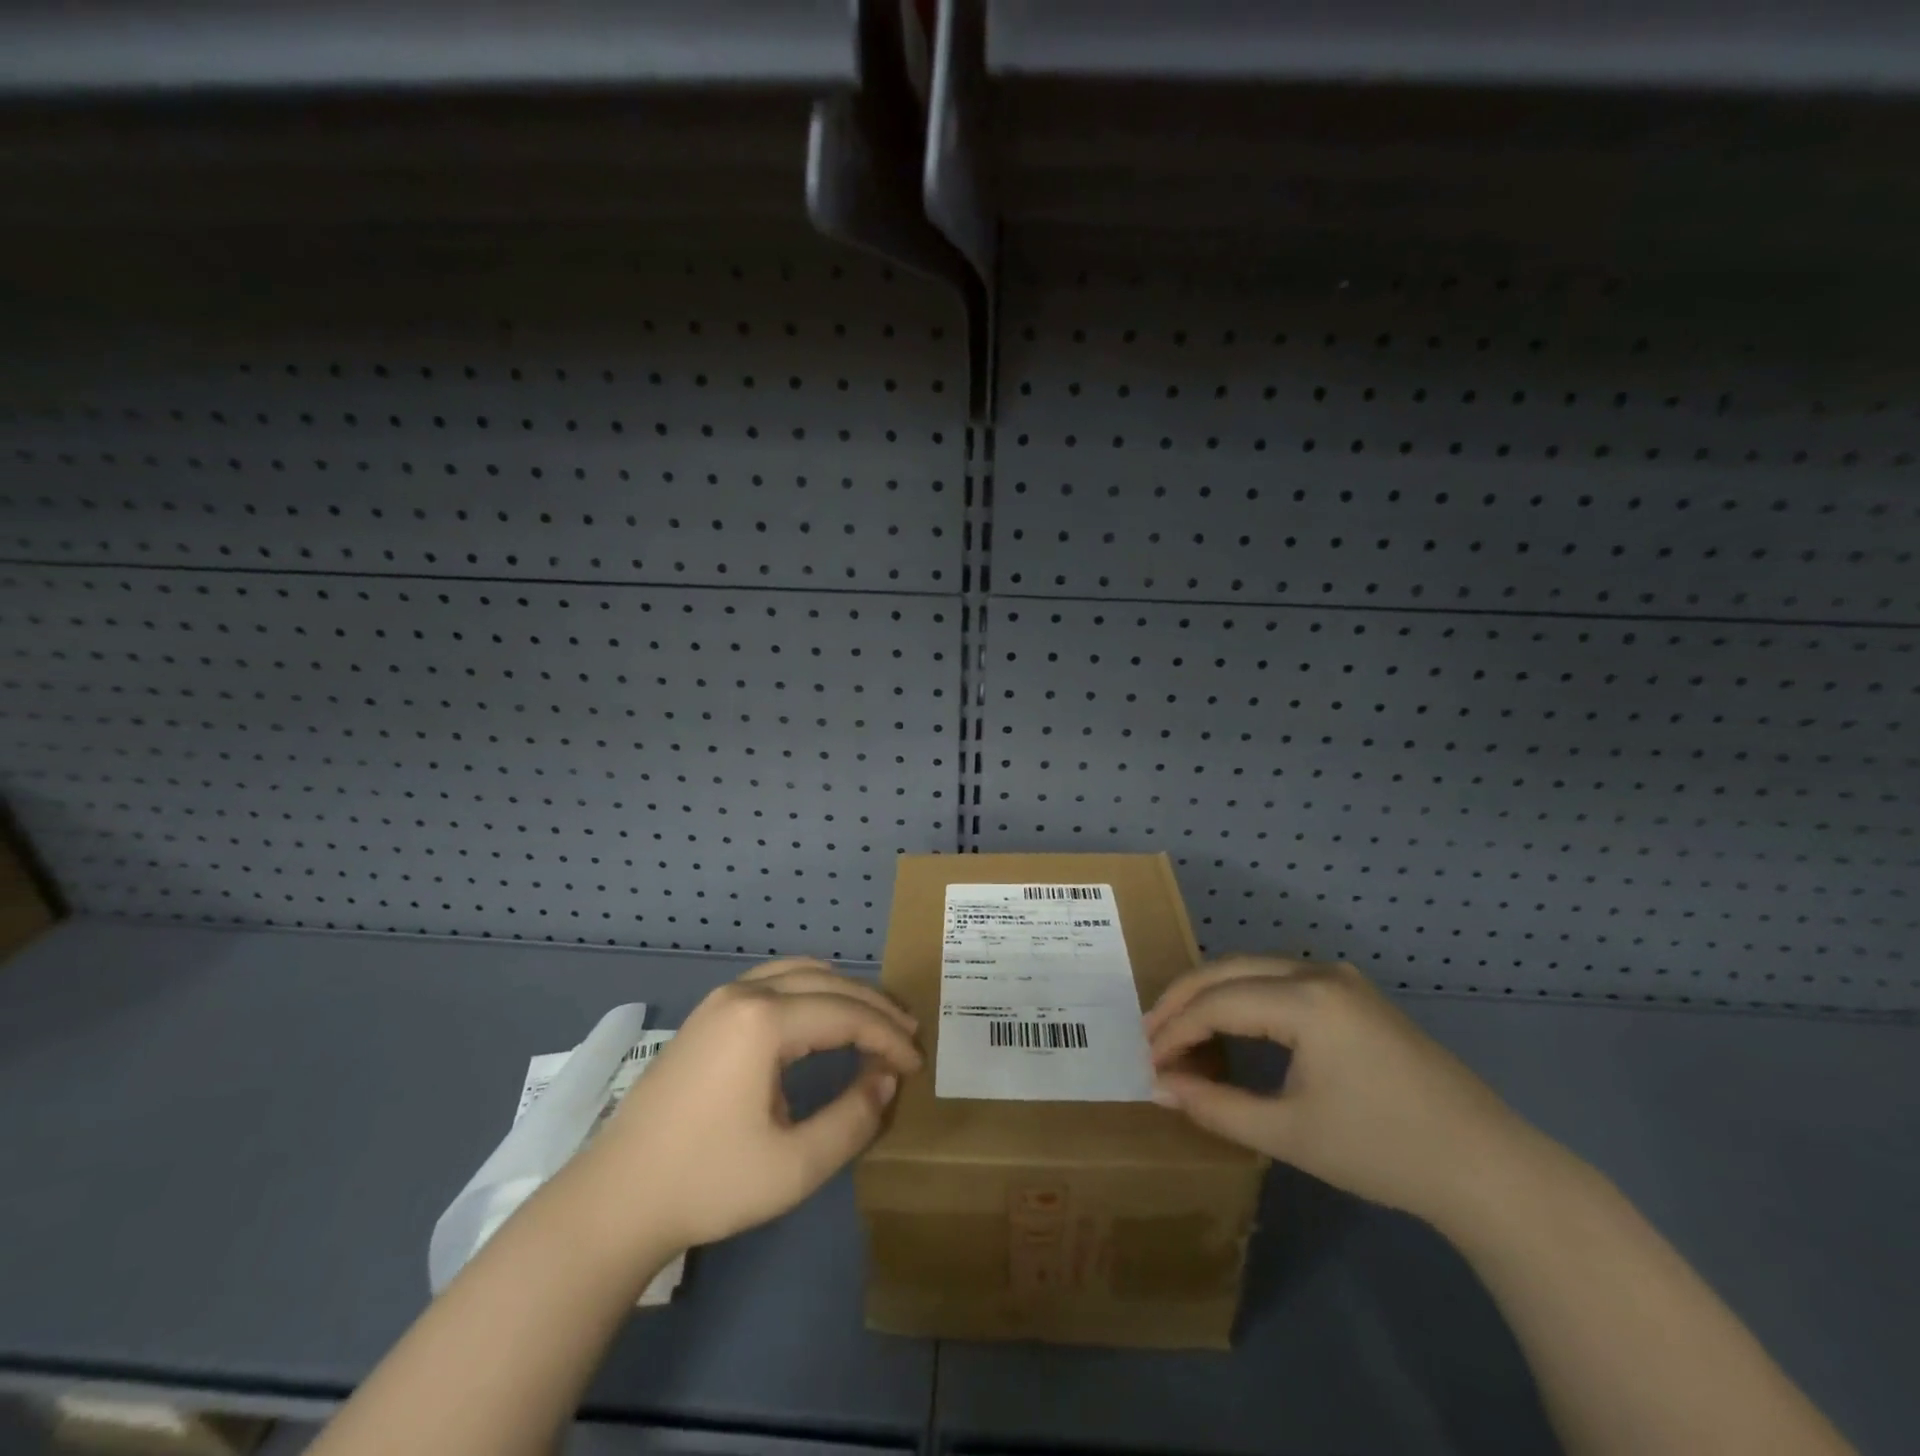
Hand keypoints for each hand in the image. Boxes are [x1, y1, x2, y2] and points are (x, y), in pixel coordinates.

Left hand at [576, 958, 921, 1253]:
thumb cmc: (709, 1183)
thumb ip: (854, 1118)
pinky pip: (775, 979)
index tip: (917, 1065)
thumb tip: (886, 1079)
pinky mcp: (709, 1012)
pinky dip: (812, 988)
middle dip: (874, 1008)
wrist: (617, 1199)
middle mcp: (745, 993)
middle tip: (908, 1037)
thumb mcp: (795, 1166)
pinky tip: (823, 1013)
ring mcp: (722, 997)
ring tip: (875, 1021)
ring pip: (801, 972)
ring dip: (844, 992)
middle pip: (828, 983)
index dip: (889, 1038)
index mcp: (764, 1021)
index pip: (847, 1015)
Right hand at [1146, 957, 1537, 1227]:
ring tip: (1182, 1029)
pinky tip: (1234, 1025)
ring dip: (1214, 994)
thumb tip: (1159, 1088)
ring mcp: (1341, 979)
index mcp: (1305, 1000)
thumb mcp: (1289, 1134)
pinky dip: (1246, 997)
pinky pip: (1282, 981)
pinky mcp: (1355, 995)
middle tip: (1151, 1033)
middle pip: (1229, 970)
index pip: (1217, 1003)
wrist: (1488, 1168)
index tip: (1147, 1060)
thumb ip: (1216, 1106)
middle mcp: (1319, 973)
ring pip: (1254, 970)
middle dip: (1184, 999)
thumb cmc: (1384, 1151)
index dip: (1175, 1030)